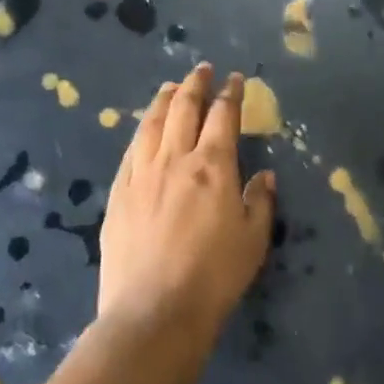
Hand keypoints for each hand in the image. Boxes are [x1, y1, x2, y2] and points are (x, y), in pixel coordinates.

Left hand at [97, 65, 275, 365]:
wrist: (154, 314)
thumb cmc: (214, 277)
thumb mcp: (253, 240)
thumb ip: (260, 201)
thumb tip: (264, 175)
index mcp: (213, 166)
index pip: (223, 115)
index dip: (230, 93)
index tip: (235, 80)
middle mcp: (175, 159)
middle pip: (184, 108)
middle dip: (195, 84)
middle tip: (201, 70)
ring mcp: (141, 174)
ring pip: (152, 123)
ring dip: (164, 100)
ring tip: (171, 87)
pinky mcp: (118, 194)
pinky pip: (131, 151)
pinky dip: (142, 131)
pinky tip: (144, 130)